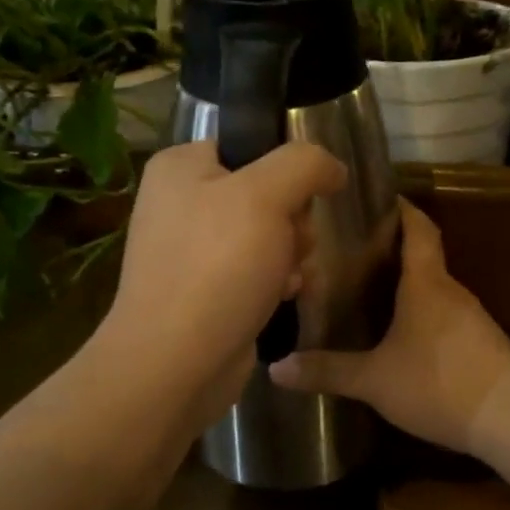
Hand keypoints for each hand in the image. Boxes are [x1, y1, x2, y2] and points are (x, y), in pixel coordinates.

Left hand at [100, 140, 345, 435]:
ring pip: (271, 234)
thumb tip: (332, 168)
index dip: (287, 171)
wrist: (176, 363)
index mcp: (182, 167)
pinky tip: (283, 297)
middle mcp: (182, 203)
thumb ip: (305, 164)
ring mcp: (194, 250)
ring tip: (287, 278)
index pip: (253, 146)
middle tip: (291, 245)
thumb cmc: (218, 266)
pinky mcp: (208, 290)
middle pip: (268, 193)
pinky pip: (259, 270)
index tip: (301, 200)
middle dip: (294, 222)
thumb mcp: (267, 195)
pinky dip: (278, 282)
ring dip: (293, 255)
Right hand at [269, 200, 509, 454]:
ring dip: (408, 285)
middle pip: (423, 256)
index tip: (377, 200)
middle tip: (351, 253)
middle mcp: (451, 290)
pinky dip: (423, 314)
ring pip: (434, 288)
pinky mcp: (481, 342)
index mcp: (426, 283)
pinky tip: (403, 336)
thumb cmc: (438, 384)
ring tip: (369, 292)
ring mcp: (471, 317)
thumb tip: (276, 368)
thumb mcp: (374, 380)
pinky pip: (445, 315)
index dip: (401, 210)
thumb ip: (328, 371)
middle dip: (392, 250)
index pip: (419, 228)